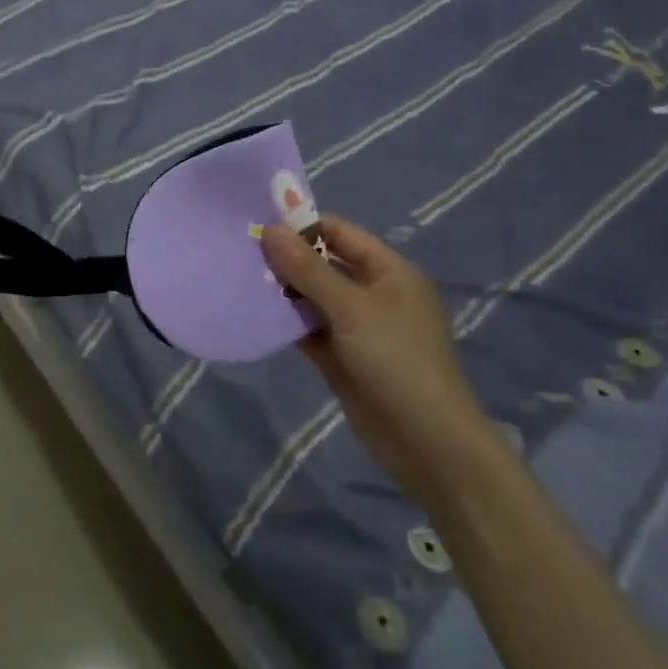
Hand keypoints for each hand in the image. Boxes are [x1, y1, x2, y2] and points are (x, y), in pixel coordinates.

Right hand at [263, 217, 499, 504]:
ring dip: (282, 291)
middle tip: (240, 253)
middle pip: (323, 264)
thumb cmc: (396, 361)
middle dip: (286, 259)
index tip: (258, 225)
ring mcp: (357, 327)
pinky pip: (309, 329)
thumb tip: (270, 229)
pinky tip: (254, 315)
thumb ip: (308, 269)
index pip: (340, 232)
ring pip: (313, 298)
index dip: (302, 225)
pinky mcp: (342, 357)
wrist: (428, 443)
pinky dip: (286, 322)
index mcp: (388, 271)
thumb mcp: (351, 308)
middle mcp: (374, 293)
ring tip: (239, 279)